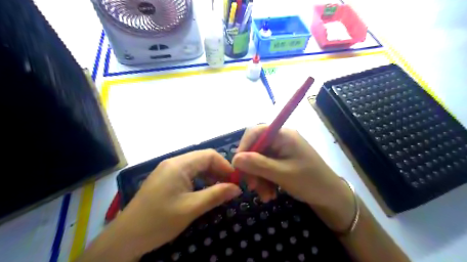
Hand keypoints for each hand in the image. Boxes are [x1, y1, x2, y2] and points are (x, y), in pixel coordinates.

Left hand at [115, 149, 240, 257]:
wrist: (125, 237)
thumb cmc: (159, 221)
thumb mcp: (191, 208)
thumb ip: (216, 195)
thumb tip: (237, 188)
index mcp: (179, 165)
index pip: (209, 155)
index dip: (225, 165)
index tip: (235, 180)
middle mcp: (173, 163)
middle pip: (203, 159)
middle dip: (219, 171)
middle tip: (230, 186)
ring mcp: (168, 170)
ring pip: (196, 166)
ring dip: (210, 175)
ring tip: (220, 189)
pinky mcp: (165, 179)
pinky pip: (188, 174)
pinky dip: (200, 180)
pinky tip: (204, 191)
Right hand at [231, 125, 355, 230]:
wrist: (331, 197)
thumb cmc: (311, 182)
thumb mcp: (283, 174)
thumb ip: (258, 165)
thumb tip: (235, 159)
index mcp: (283, 135)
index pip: (255, 132)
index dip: (244, 147)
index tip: (237, 166)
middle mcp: (281, 139)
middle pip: (255, 148)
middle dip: (251, 168)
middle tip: (251, 187)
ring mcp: (281, 150)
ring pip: (259, 160)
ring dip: (258, 178)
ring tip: (265, 196)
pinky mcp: (282, 161)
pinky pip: (266, 168)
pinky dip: (264, 180)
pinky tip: (270, 194)